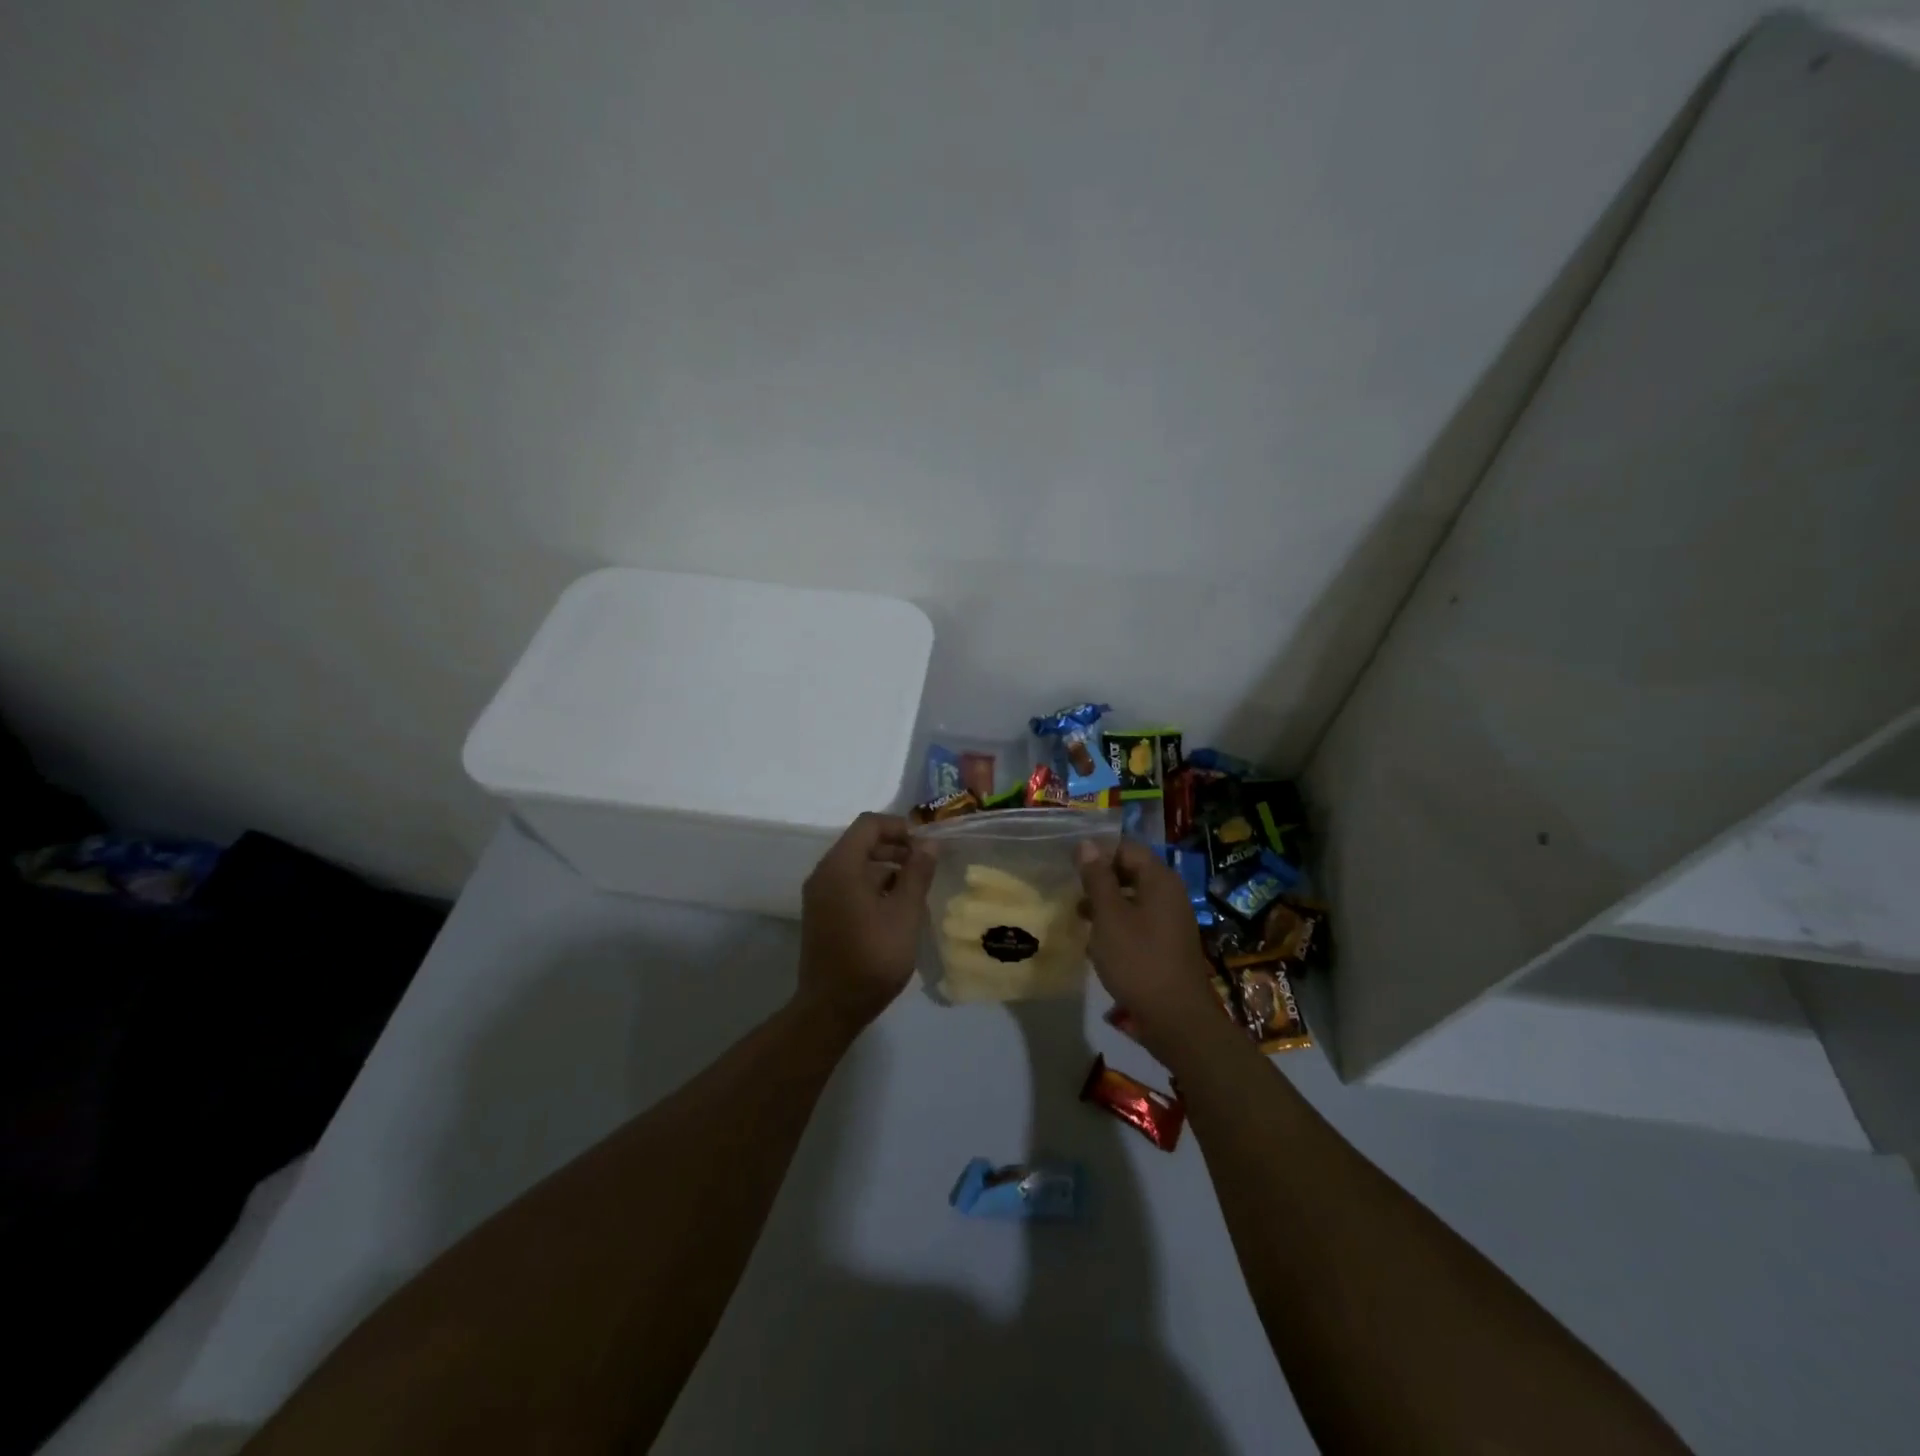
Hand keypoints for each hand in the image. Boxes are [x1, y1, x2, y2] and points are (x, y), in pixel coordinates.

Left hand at [796, 813, 936, 1034]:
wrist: (831, 1008)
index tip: (926, 844)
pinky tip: (897, 906)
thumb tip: (929, 843)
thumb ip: (917, 874)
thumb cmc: (872, 958)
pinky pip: (848, 884)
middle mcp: (824, 873)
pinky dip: (873, 884)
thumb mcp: (904, 914)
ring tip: (917, 886)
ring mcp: (819, 895)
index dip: (900, 827)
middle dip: (896, 846)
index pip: (869, 825)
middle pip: (861, 842)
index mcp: (840, 867)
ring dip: (886, 867)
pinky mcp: (822, 913)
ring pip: (856, 865)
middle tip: (926, 864)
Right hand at [1077, 839, 1221, 1056]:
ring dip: (1105, 905)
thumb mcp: (1109, 916)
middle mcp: (1169, 894)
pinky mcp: (1166, 944)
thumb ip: (1097, 878)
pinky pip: (1138, 923)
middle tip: (1071, 892)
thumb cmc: (1138, 960)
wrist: (1175, 1018)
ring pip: (1132, 899)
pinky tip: (1096, 944)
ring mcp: (1170, 920)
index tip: (1070, 867)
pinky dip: (1117, 926)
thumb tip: (1086, 844)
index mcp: (1159, 880)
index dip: (1098, 853)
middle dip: (1099, 880)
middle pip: (1130, 872)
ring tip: (1078, 918)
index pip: (1126, 847)